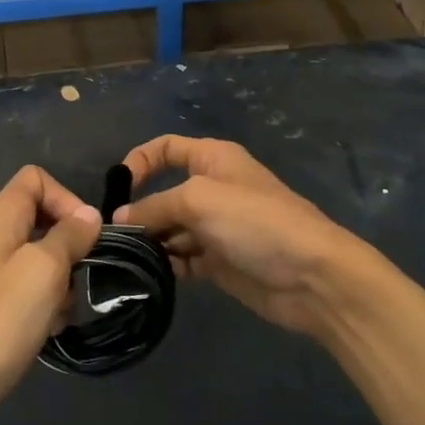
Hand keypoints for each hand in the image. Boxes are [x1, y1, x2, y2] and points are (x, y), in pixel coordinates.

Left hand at [0, 166, 100, 424]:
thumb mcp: (44, 270)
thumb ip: (70, 235)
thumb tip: (88, 216)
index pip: (35, 179)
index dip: (67, 199)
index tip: (86, 237)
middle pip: (37, 220)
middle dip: (66, 248)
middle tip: (75, 281)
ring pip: (32, 259)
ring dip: (55, 282)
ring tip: (58, 315)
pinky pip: (17, 289)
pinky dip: (36, 304)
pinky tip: (42, 332)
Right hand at [113, 136, 366, 339]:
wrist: (311, 276)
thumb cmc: (255, 222)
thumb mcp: (199, 200)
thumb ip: (155, 206)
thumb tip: (120, 219)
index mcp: (213, 160)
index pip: (167, 148)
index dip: (139, 161)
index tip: (117, 190)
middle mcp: (213, 189)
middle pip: (164, 193)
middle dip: (139, 211)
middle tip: (113, 238)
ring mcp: (217, 227)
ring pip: (171, 229)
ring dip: (150, 242)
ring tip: (125, 261)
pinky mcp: (220, 262)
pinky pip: (183, 258)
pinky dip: (167, 265)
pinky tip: (148, 277)